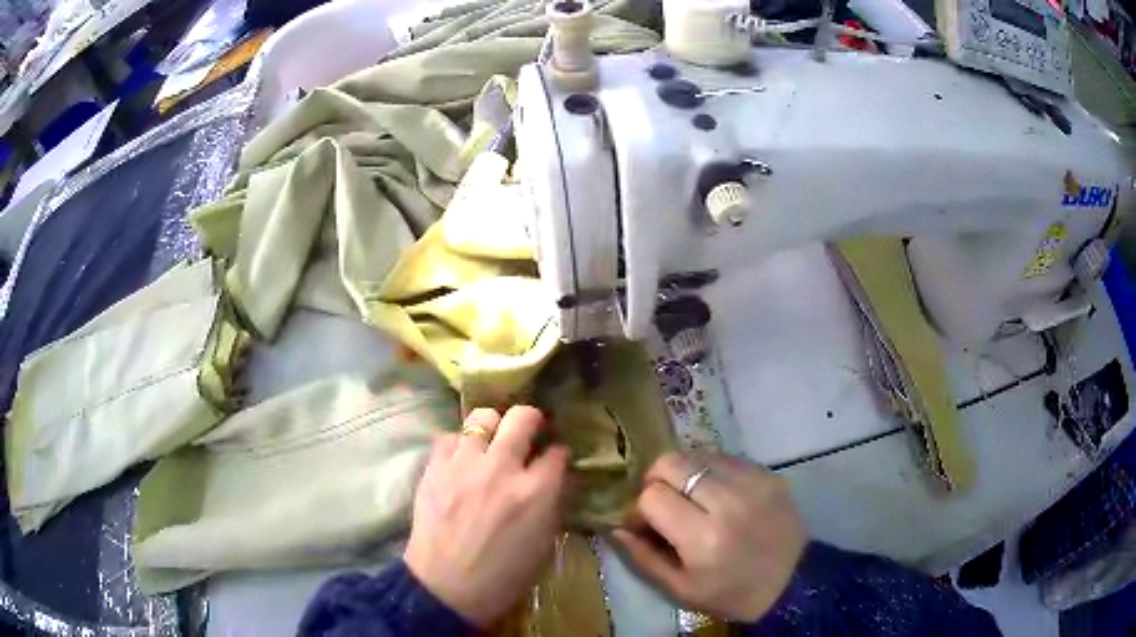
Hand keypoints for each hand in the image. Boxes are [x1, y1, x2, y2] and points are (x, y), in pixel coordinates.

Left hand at [404, 406, 569, 627]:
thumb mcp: (544, 544)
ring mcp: (464, 465)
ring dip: (493, 426)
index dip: (558, 454)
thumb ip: (551, 503)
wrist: (446, 587)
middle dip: (532, 420)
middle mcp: (501, 469)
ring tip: (492, 441)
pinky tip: (462, 459)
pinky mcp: (434, 469)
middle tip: (529, 432)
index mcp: (536, 493)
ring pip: (482, 417)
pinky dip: (460, 444)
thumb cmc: (503, 576)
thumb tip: (552, 478)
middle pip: (522, 417)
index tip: (555, 458)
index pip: (557, 453)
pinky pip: (449, 437)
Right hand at [612, 452, 805, 622]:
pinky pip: (725, 458)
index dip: (640, 508)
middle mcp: (728, 501)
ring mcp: (753, 482)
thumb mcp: (681, 589)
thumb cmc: (731, 594)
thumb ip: (643, 557)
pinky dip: (711, 472)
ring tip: (692, 499)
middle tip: (664, 504)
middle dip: (657, 480)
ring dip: (685, 474)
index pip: (651, 495)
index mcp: (703, 537)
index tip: (646, 524)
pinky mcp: (768, 473)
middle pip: (671, 462)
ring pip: (697, 454)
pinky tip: (718, 495)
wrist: (792, 583)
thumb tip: (616, 527)